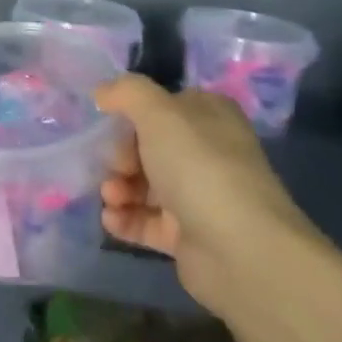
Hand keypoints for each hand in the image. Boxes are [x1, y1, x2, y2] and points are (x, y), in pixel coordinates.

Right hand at [96, 76, 319, 318]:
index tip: (109, 123)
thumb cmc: (198, 166)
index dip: (134, 113)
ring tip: (111, 197)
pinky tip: (111, 220)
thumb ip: (127, 93)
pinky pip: (147, 222)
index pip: (165, 105)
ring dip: (119, 187)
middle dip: (121, 155)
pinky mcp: (188, 235)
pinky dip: (126, 219)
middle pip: (150, 146)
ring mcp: (199, 196)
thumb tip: (102, 92)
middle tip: (114, 166)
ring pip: (146, 185)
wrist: (239, 248)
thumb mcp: (158, 112)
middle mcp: (207, 152)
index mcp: (209, 116)